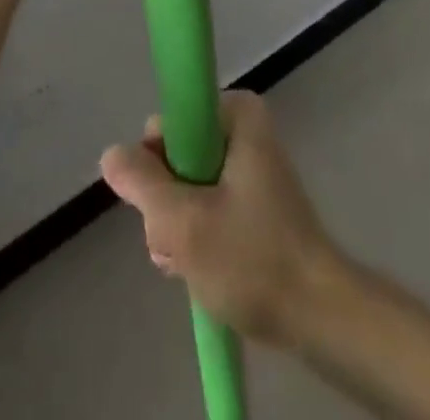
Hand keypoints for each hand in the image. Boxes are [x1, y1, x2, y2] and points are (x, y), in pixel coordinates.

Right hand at [101, 92, 338, 344]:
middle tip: (179, 240)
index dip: (157, 163)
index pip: (169, 122)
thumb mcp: (183, 222)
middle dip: (168, 202)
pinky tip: (198, 267)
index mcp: (236, 114)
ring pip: (187, 184)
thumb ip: (141, 183)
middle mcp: (243, 128)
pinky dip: (196, 234)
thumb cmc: (253, 259)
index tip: (167, 203)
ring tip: (189, 262)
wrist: (318, 316)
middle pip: (175, 155)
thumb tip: (111, 153)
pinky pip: (206, 203)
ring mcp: (250, 165)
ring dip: (178, 225)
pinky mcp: (253, 199)